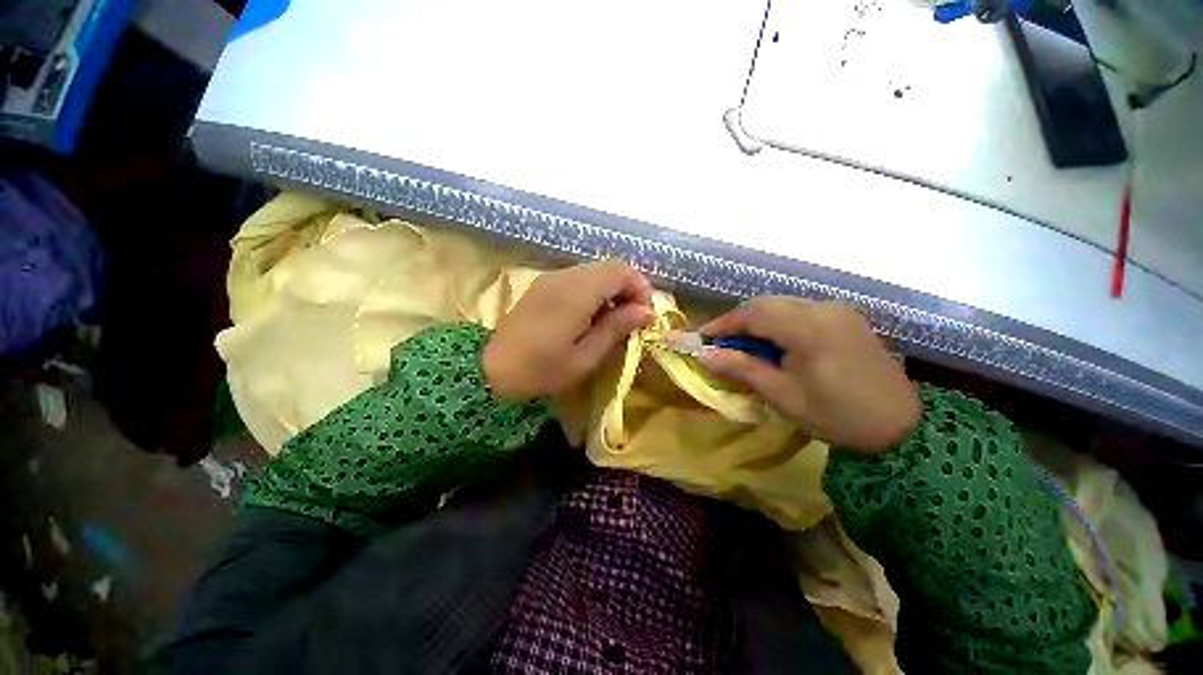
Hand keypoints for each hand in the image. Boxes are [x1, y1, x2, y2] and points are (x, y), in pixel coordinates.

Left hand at [484, 260, 653, 400]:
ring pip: (593, 272)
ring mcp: (550, 279)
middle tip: (632, 318)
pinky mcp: (542, 286)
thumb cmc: (542, 370)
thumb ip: (616, 328)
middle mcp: (563, 276)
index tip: (645, 313)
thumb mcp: (585, 357)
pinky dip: (593, 292)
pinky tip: (590, 316)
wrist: (491, 371)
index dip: (639, 286)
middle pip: (607, 267)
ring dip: (610, 290)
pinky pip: (577, 279)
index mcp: (576, 293)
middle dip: (627, 288)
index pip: (619, 269)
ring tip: (613, 320)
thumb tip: (646, 311)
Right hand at [699, 297, 920, 452]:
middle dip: (737, 320)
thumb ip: (742, 369)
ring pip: (782, 304)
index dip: (723, 323)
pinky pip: (800, 310)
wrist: (900, 426)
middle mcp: (824, 309)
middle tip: (719, 342)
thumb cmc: (837, 416)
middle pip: (766, 303)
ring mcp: (837, 310)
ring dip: (756, 320)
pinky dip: (777, 321)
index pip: (753, 313)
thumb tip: (704, 356)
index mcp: (809, 329)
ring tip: (742, 344)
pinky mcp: (845, 317)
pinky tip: (773, 342)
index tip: (702, 337)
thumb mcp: (782, 396)